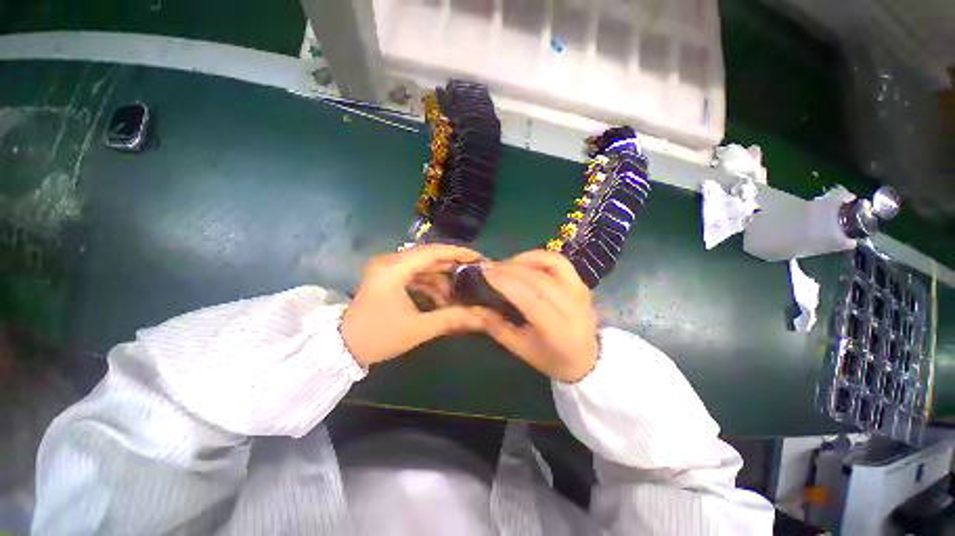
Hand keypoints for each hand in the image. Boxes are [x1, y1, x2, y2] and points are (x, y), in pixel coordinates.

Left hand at [341, 244, 485, 366]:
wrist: (342, 347)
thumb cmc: (379, 337)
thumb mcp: (418, 328)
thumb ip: (451, 319)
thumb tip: (482, 317)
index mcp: (394, 269)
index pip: (431, 252)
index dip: (457, 253)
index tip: (478, 257)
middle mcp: (390, 262)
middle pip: (429, 256)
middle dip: (453, 265)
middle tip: (475, 272)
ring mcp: (388, 269)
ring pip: (423, 266)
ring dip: (442, 278)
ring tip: (461, 292)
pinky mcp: (388, 277)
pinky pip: (415, 275)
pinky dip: (430, 284)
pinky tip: (443, 299)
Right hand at [480, 250, 598, 382]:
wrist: (587, 358)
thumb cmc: (551, 357)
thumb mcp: (520, 348)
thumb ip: (496, 326)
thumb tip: (474, 307)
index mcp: (556, 328)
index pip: (530, 298)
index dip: (506, 282)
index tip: (486, 273)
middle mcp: (571, 305)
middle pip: (538, 278)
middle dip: (510, 269)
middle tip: (490, 267)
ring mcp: (579, 290)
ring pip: (551, 263)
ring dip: (525, 259)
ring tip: (507, 265)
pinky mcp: (581, 282)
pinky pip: (558, 261)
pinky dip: (539, 257)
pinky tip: (524, 263)